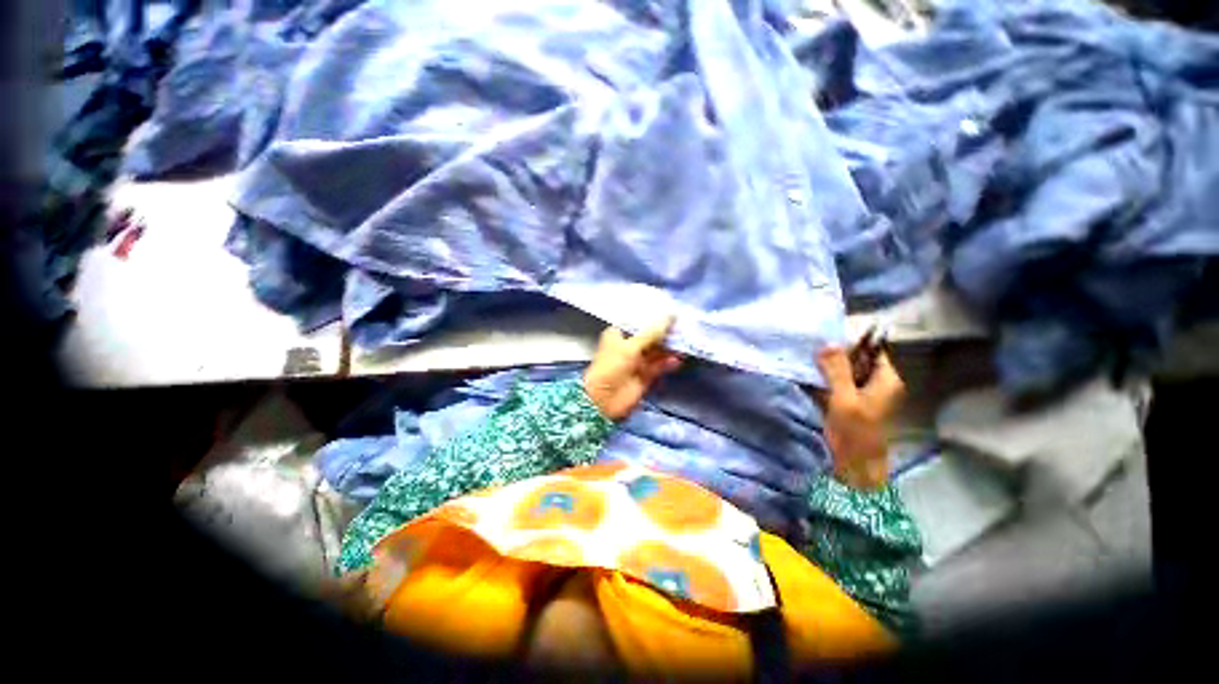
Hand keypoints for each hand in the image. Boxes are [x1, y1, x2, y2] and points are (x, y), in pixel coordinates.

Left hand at [583, 315, 681, 420]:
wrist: (604, 400)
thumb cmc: (612, 367)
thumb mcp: (631, 346)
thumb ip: (653, 332)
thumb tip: (670, 315)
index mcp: (619, 335)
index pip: (639, 323)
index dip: (655, 319)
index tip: (672, 313)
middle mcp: (628, 347)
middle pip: (650, 337)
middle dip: (665, 334)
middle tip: (683, 328)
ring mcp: (637, 362)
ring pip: (656, 352)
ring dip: (669, 349)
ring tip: (684, 344)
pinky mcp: (645, 376)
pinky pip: (658, 366)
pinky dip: (667, 363)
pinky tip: (677, 360)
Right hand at [816, 347, 904, 490]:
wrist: (854, 465)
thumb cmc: (855, 431)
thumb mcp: (845, 398)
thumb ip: (837, 370)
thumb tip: (827, 343)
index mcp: (886, 380)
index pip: (871, 350)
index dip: (851, 344)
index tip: (826, 341)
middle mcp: (877, 384)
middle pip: (856, 360)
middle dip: (835, 356)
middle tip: (812, 352)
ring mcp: (862, 394)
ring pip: (843, 372)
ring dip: (827, 369)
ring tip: (808, 363)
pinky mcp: (848, 403)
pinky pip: (836, 384)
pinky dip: (824, 380)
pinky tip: (809, 378)